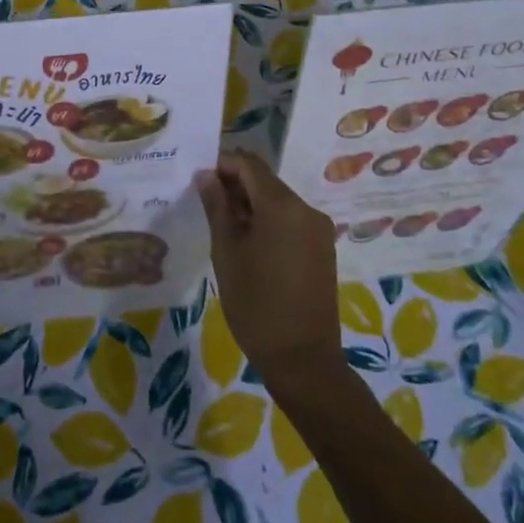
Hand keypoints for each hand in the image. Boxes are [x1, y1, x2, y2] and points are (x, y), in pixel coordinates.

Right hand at [196, 150, 345, 388]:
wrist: (302, 358)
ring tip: (225, 227)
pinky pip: (291, 220)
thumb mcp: (226, 252)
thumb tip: (206, 175)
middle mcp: (306, 209)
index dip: (223, 165)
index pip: (249, 164)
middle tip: (207, 205)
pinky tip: (250, 244)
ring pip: (278, 201)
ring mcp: (319, 229)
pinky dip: (269, 221)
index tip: (200, 180)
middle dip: (236, 185)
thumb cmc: (255, 303)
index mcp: (282, 205)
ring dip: (251, 204)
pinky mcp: (323, 248)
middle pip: (266, 181)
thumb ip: (217, 207)